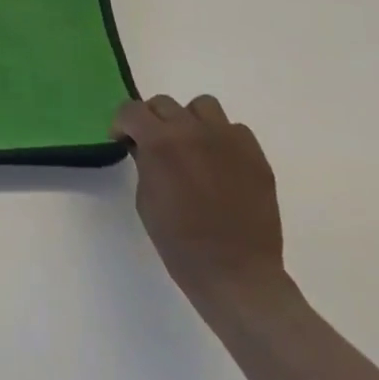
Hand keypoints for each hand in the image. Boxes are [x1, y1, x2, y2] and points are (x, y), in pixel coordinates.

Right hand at [112, 94, 287, 310]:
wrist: (236, 275)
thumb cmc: (180, 243)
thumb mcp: (145, 199)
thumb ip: (144, 163)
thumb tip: (145, 147)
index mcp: (160, 142)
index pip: (131, 110)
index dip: (122, 123)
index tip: (123, 140)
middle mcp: (193, 131)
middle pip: (164, 104)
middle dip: (152, 121)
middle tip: (155, 146)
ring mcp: (228, 140)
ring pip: (203, 106)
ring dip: (190, 121)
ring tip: (191, 147)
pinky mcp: (256, 155)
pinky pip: (235, 129)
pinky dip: (222, 139)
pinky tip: (220, 163)